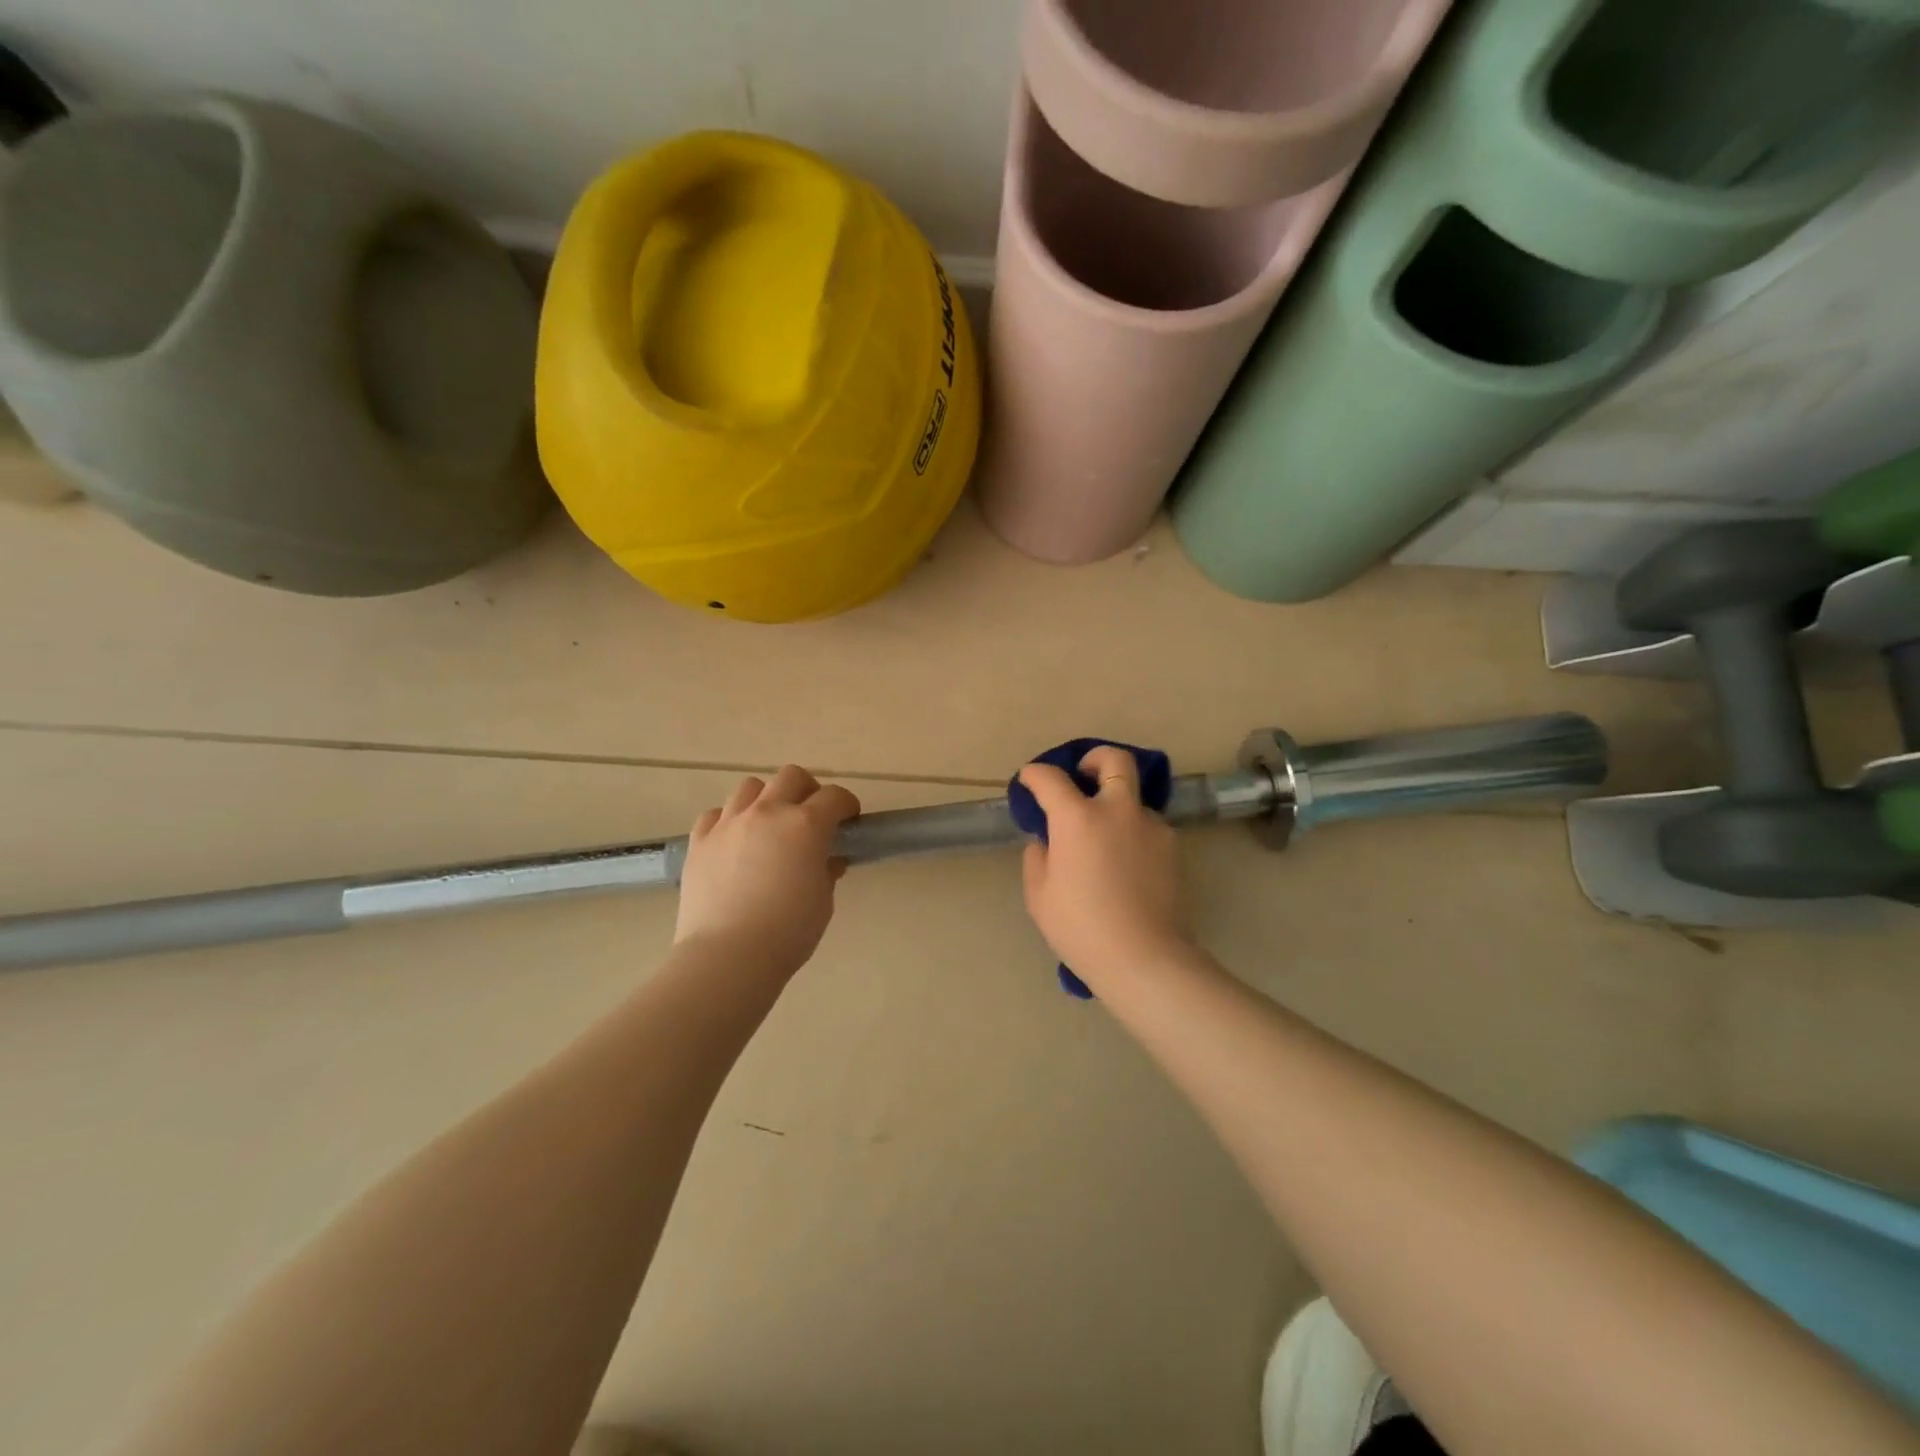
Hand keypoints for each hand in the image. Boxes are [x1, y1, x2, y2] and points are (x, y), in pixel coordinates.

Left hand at [675, 766, 860, 977]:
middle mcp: (767, 812)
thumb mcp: (822, 901)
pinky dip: (730, 820)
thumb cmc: (787, 932)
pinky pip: (716, 814)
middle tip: (811, 816)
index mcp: (805, 825)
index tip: (849, 820)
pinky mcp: (700, 841)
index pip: (835, 797)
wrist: (727, 955)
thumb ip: (826, 871)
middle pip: (791, 776)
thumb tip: (826, 860)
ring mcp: (729, 823)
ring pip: (751, 787)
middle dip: (808, 789)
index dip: (847, 805)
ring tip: (769, 825)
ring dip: (767, 799)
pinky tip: (735, 842)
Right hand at [1018, 746, 1189, 985]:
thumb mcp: (1040, 896)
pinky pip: (1148, 828)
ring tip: (1106, 840)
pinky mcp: (1174, 847)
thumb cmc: (1081, 928)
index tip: (1029, 779)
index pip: (1051, 778)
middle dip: (1096, 758)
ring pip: (1134, 798)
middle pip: (1114, 760)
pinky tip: (1127, 866)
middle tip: (1084, 775)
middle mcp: (1118, 810)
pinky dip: (1133, 834)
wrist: (1144, 958)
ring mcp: (1151, 826)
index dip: (1035, 774)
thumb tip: (1047, 842)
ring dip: (1117, 805)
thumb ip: (1038, 858)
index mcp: (1078, 818)